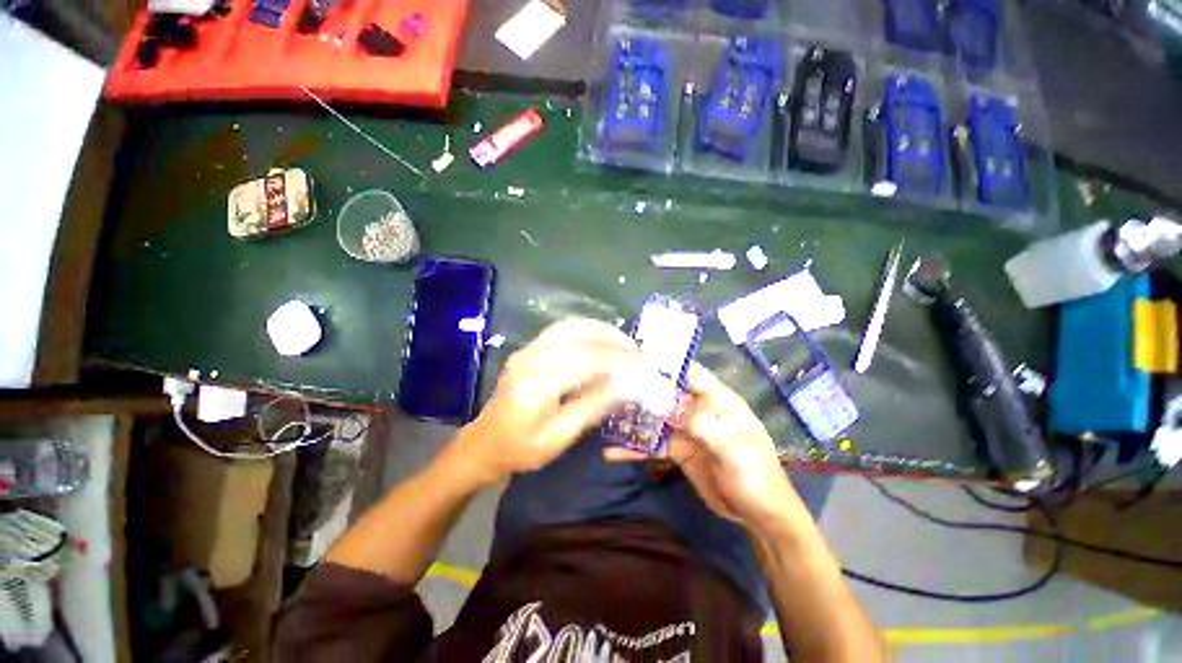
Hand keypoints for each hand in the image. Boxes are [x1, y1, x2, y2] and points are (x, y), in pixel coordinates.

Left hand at [454, 318, 640, 484]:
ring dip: (602, 331)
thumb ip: (593, 407)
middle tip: (639, 352)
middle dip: (614, 341)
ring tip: (625, 344)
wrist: (484, 444)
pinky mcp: (530, 349)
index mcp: (537, 383)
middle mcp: (531, 358)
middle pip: (579, 337)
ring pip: (571, 327)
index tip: (644, 365)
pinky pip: (563, 330)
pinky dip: (587, 331)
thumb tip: (626, 385)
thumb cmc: (520, 449)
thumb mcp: (560, 437)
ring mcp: (528, 350)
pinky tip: (602, 340)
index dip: (618, 361)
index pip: (586, 361)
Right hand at [606, 362, 801, 530]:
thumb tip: (674, 410)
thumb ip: (707, 428)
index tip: (636, 359)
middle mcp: (700, 409)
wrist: (759, 516)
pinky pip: (654, 443)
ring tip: (606, 422)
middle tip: (609, 390)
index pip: (690, 373)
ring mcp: (687, 429)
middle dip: (641, 391)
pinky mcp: (679, 449)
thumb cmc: (756, 478)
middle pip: (666, 393)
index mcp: (719, 401)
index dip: (666, 364)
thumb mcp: (736, 453)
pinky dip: (636, 447)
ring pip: (656, 418)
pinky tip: (615, 452)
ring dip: (634, 420)